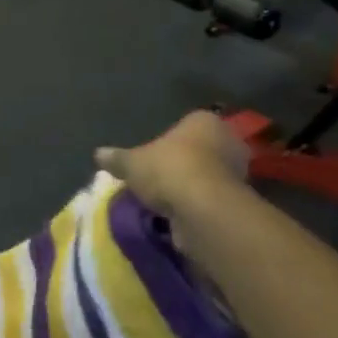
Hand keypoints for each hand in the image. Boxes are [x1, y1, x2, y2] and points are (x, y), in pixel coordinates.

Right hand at [96, 112, 250, 218]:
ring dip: (192, 188)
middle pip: (201, 150)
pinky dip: (199, 208)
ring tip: (166, 202)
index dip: (171, 140)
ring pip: (208, 177)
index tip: (155, 156)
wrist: (204, 210)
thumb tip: (98, 153)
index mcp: (203, 121)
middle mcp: (227, 141)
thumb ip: (117, 158)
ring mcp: (237, 172)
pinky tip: (179, 217)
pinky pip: (212, 201)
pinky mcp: (239, 202)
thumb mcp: (132, 163)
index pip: (187, 124)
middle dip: (184, 163)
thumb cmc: (169, 170)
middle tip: (159, 178)